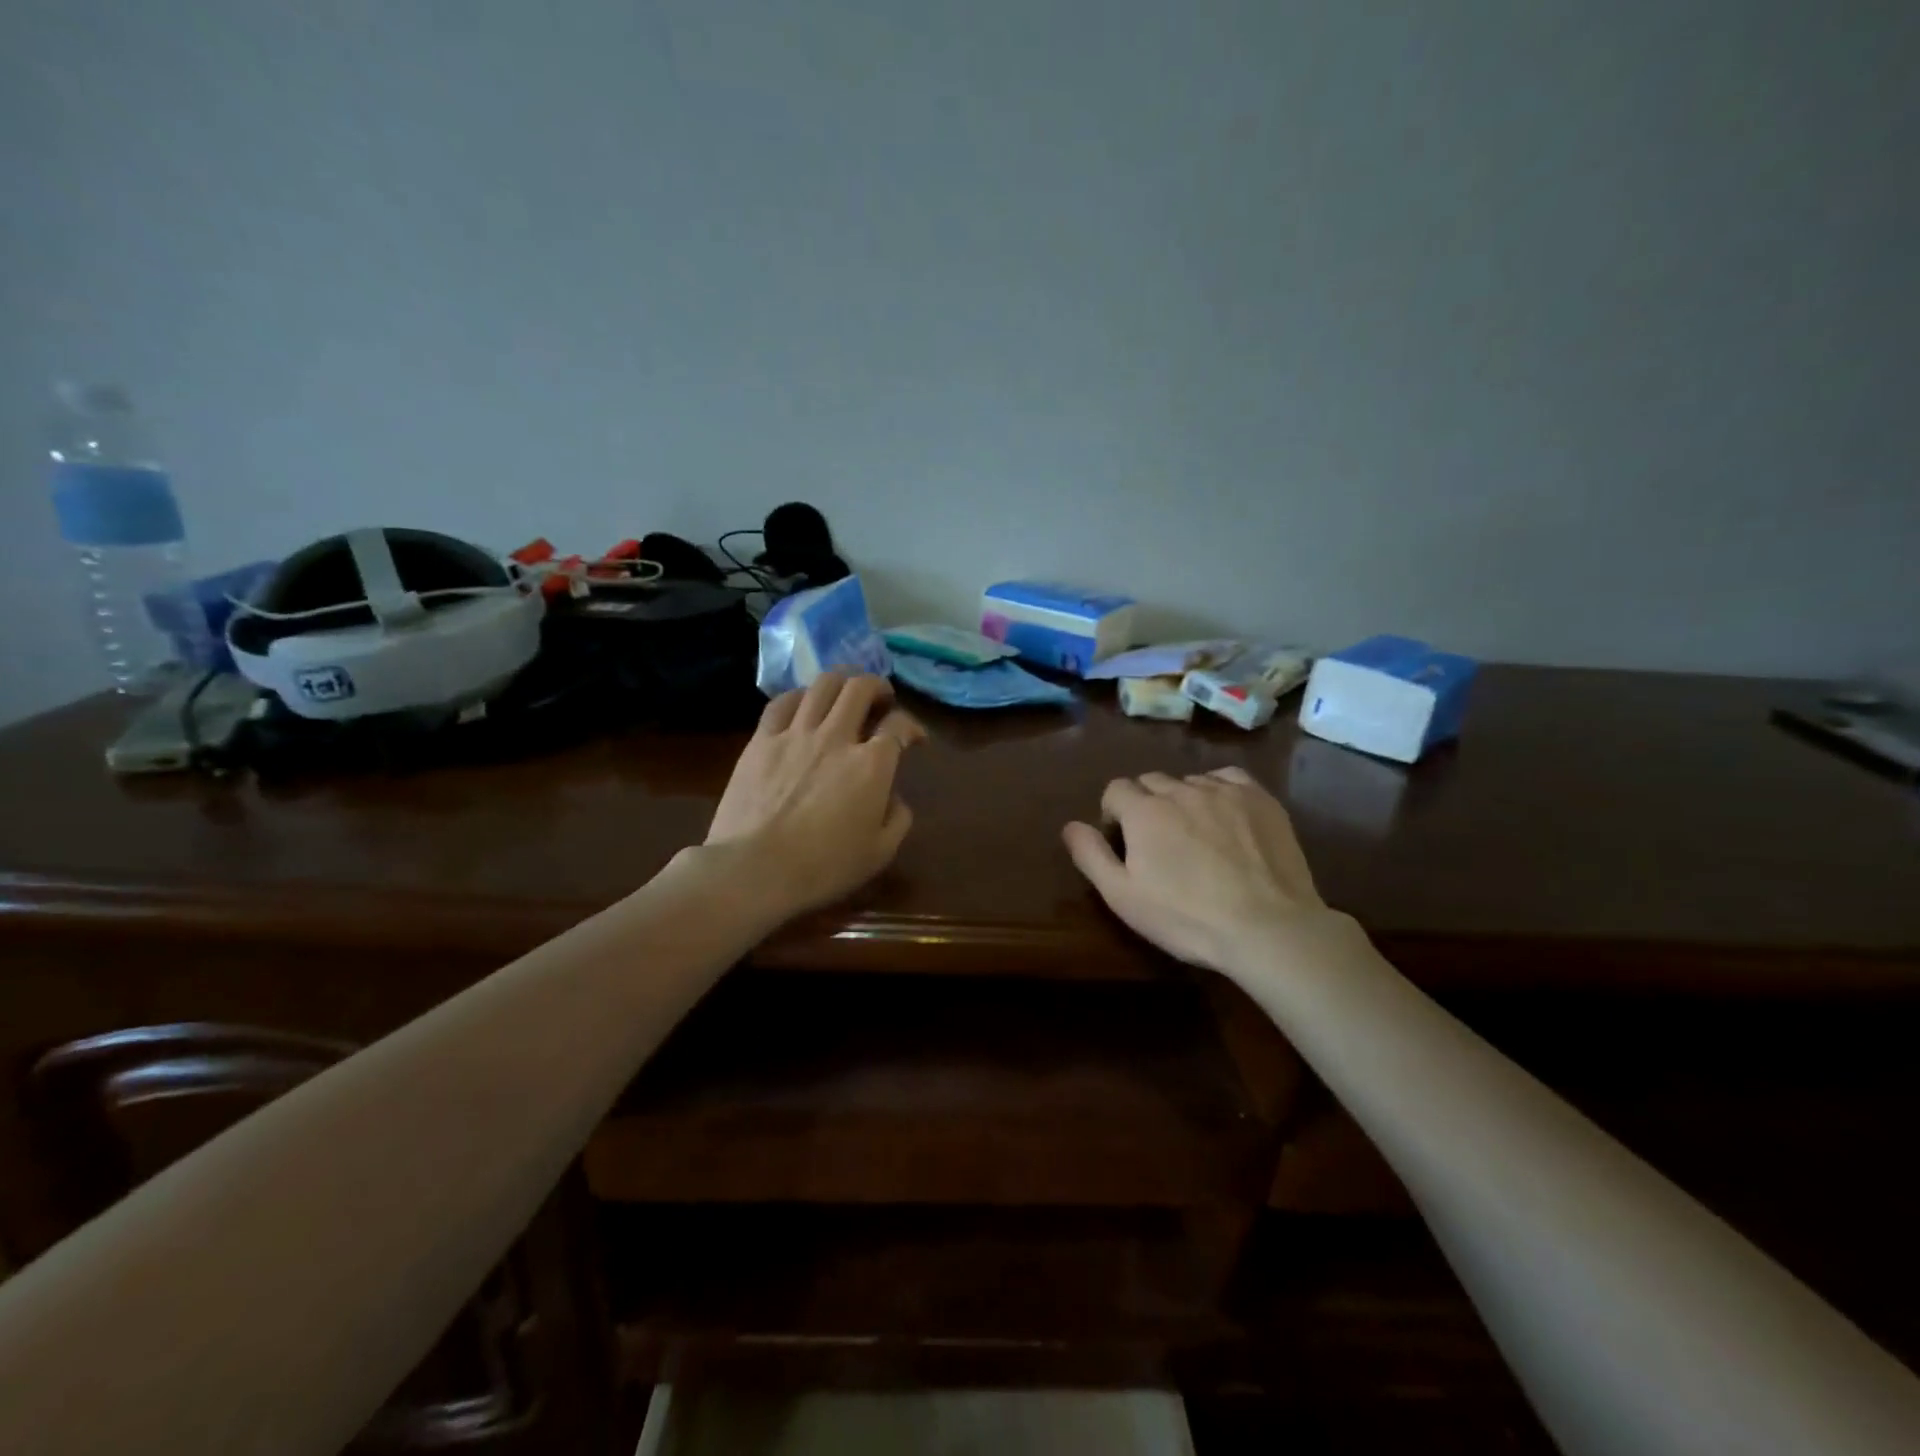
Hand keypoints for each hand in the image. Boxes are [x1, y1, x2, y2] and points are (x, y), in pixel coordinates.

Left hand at [706, 673, 923, 919]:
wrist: (754, 869)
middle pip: (861, 688)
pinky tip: (803, 703)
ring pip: (823, 685)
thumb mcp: (879, 853)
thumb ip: (898, 818)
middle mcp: (837, 737)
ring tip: (845, 693)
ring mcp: (796, 734)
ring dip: (842, 682)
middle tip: (882, 700)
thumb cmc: (822, 867)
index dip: (912, 727)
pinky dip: (800, 696)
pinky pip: (782, 702)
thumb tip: (894, 797)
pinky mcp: (762, 740)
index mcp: (872, 765)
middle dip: (878, 687)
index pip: (899, 726)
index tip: (914, 738)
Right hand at [1062, 767, 1327, 973]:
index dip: (1113, 815)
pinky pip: (1227, 778)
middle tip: (1158, 844)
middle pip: (1151, 782)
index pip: (1115, 790)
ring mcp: (1223, 790)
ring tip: (1196, 836)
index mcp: (1144, 811)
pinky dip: (1218, 791)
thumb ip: (1091, 855)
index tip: (1124, 844)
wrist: (1268, 929)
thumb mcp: (1123, 897)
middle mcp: (1181, 790)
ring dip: (1182, 800)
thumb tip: (1070, 825)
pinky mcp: (1259, 798)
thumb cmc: (1187, 918)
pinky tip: (1224, 817)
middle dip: (1146, 805)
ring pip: (1189, 781)